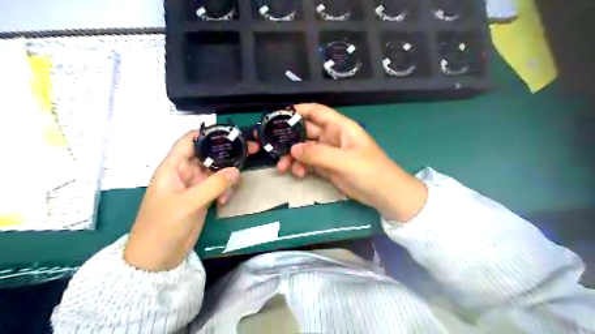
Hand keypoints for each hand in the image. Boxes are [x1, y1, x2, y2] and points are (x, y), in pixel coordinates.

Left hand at [123, 129, 258, 270]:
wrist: (157, 258)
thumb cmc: (163, 226)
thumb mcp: (188, 203)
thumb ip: (213, 185)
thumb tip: (236, 170)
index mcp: (173, 167)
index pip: (188, 142)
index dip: (207, 133)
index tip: (230, 132)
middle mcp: (184, 173)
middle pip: (207, 155)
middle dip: (226, 153)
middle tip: (250, 150)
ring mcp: (194, 186)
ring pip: (216, 172)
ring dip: (228, 176)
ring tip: (234, 186)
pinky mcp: (202, 199)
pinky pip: (218, 187)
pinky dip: (225, 190)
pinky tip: (226, 200)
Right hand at [279, 103, 427, 222]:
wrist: (384, 195)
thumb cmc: (370, 171)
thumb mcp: (344, 161)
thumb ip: (318, 154)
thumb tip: (292, 149)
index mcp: (340, 128)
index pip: (317, 112)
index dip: (299, 110)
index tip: (279, 116)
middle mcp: (333, 137)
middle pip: (307, 132)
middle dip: (291, 139)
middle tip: (274, 148)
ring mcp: (330, 153)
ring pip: (306, 149)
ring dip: (293, 157)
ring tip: (282, 168)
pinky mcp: (329, 168)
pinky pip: (310, 163)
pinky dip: (302, 167)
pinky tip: (297, 174)